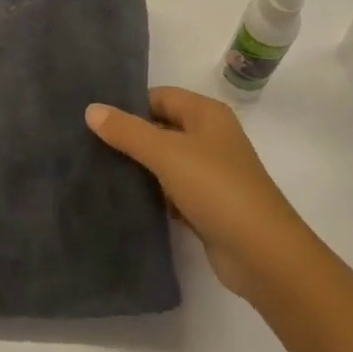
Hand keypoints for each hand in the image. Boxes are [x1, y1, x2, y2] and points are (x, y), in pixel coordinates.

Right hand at [86, 87, 313, 299]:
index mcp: (206, 114)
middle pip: (161, 128)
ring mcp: (210, 173)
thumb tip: (91, 109)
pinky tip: (125, 202)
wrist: (263, 255)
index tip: (95, 121)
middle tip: (89, 146)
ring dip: (139, 168)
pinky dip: (153, 195)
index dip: (129, 106)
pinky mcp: (207, 206)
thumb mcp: (167, 154)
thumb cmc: (216, 188)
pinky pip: (172, 191)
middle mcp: (210, 137)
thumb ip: (128, 131)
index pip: (159, 96)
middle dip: (130, 137)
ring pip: (165, 161)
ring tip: (98, 172)